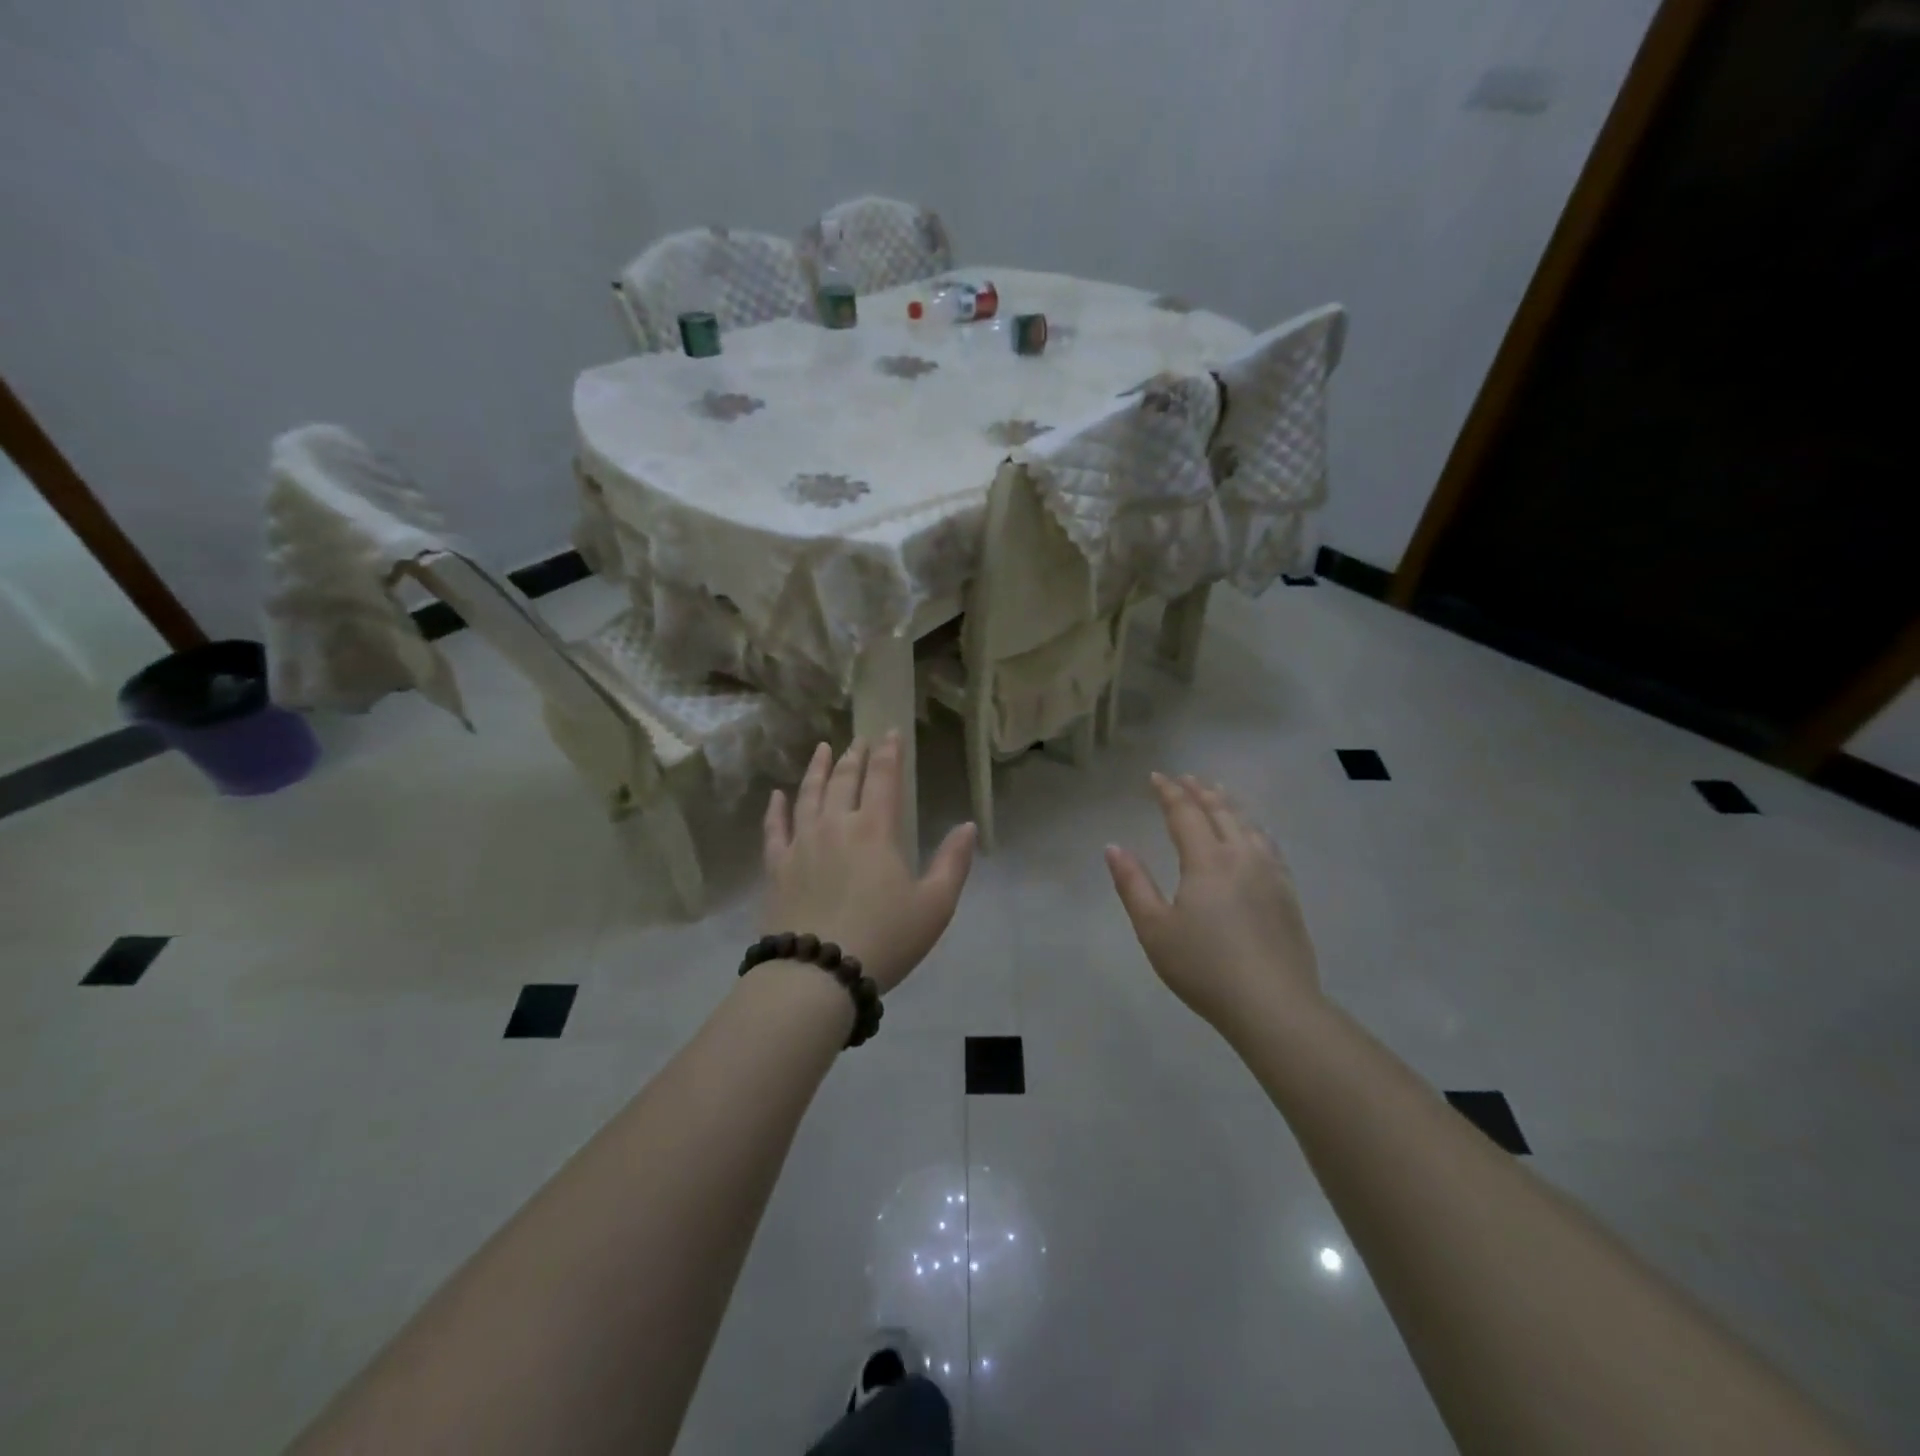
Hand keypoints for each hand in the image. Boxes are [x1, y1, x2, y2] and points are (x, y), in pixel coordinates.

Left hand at [762, 734, 976, 992]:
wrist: (818, 973)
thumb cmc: (885, 938)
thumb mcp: (935, 906)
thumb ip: (953, 862)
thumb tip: (967, 826)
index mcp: (876, 830)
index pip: (884, 779)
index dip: (889, 753)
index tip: (891, 732)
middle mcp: (836, 825)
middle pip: (844, 780)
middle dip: (854, 756)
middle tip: (859, 740)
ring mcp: (801, 844)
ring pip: (808, 795)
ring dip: (817, 769)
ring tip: (822, 749)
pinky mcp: (776, 867)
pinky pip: (774, 829)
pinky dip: (776, 809)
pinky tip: (777, 796)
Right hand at [1105, 773, 1321, 1030]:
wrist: (1273, 1005)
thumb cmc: (1204, 967)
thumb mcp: (1154, 929)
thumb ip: (1133, 884)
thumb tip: (1114, 847)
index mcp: (1207, 860)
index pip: (1185, 813)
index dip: (1169, 793)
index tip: (1156, 777)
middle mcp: (1241, 856)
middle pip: (1221, 811)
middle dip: (1200, 791)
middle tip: (1186, 778)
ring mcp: (1270, 874)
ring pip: (1248, 824)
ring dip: (1229, 804)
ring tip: (1219, 794)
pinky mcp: (1287, 893)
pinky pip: (1268, 844)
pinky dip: (1253, 827)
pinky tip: (1253, 835)